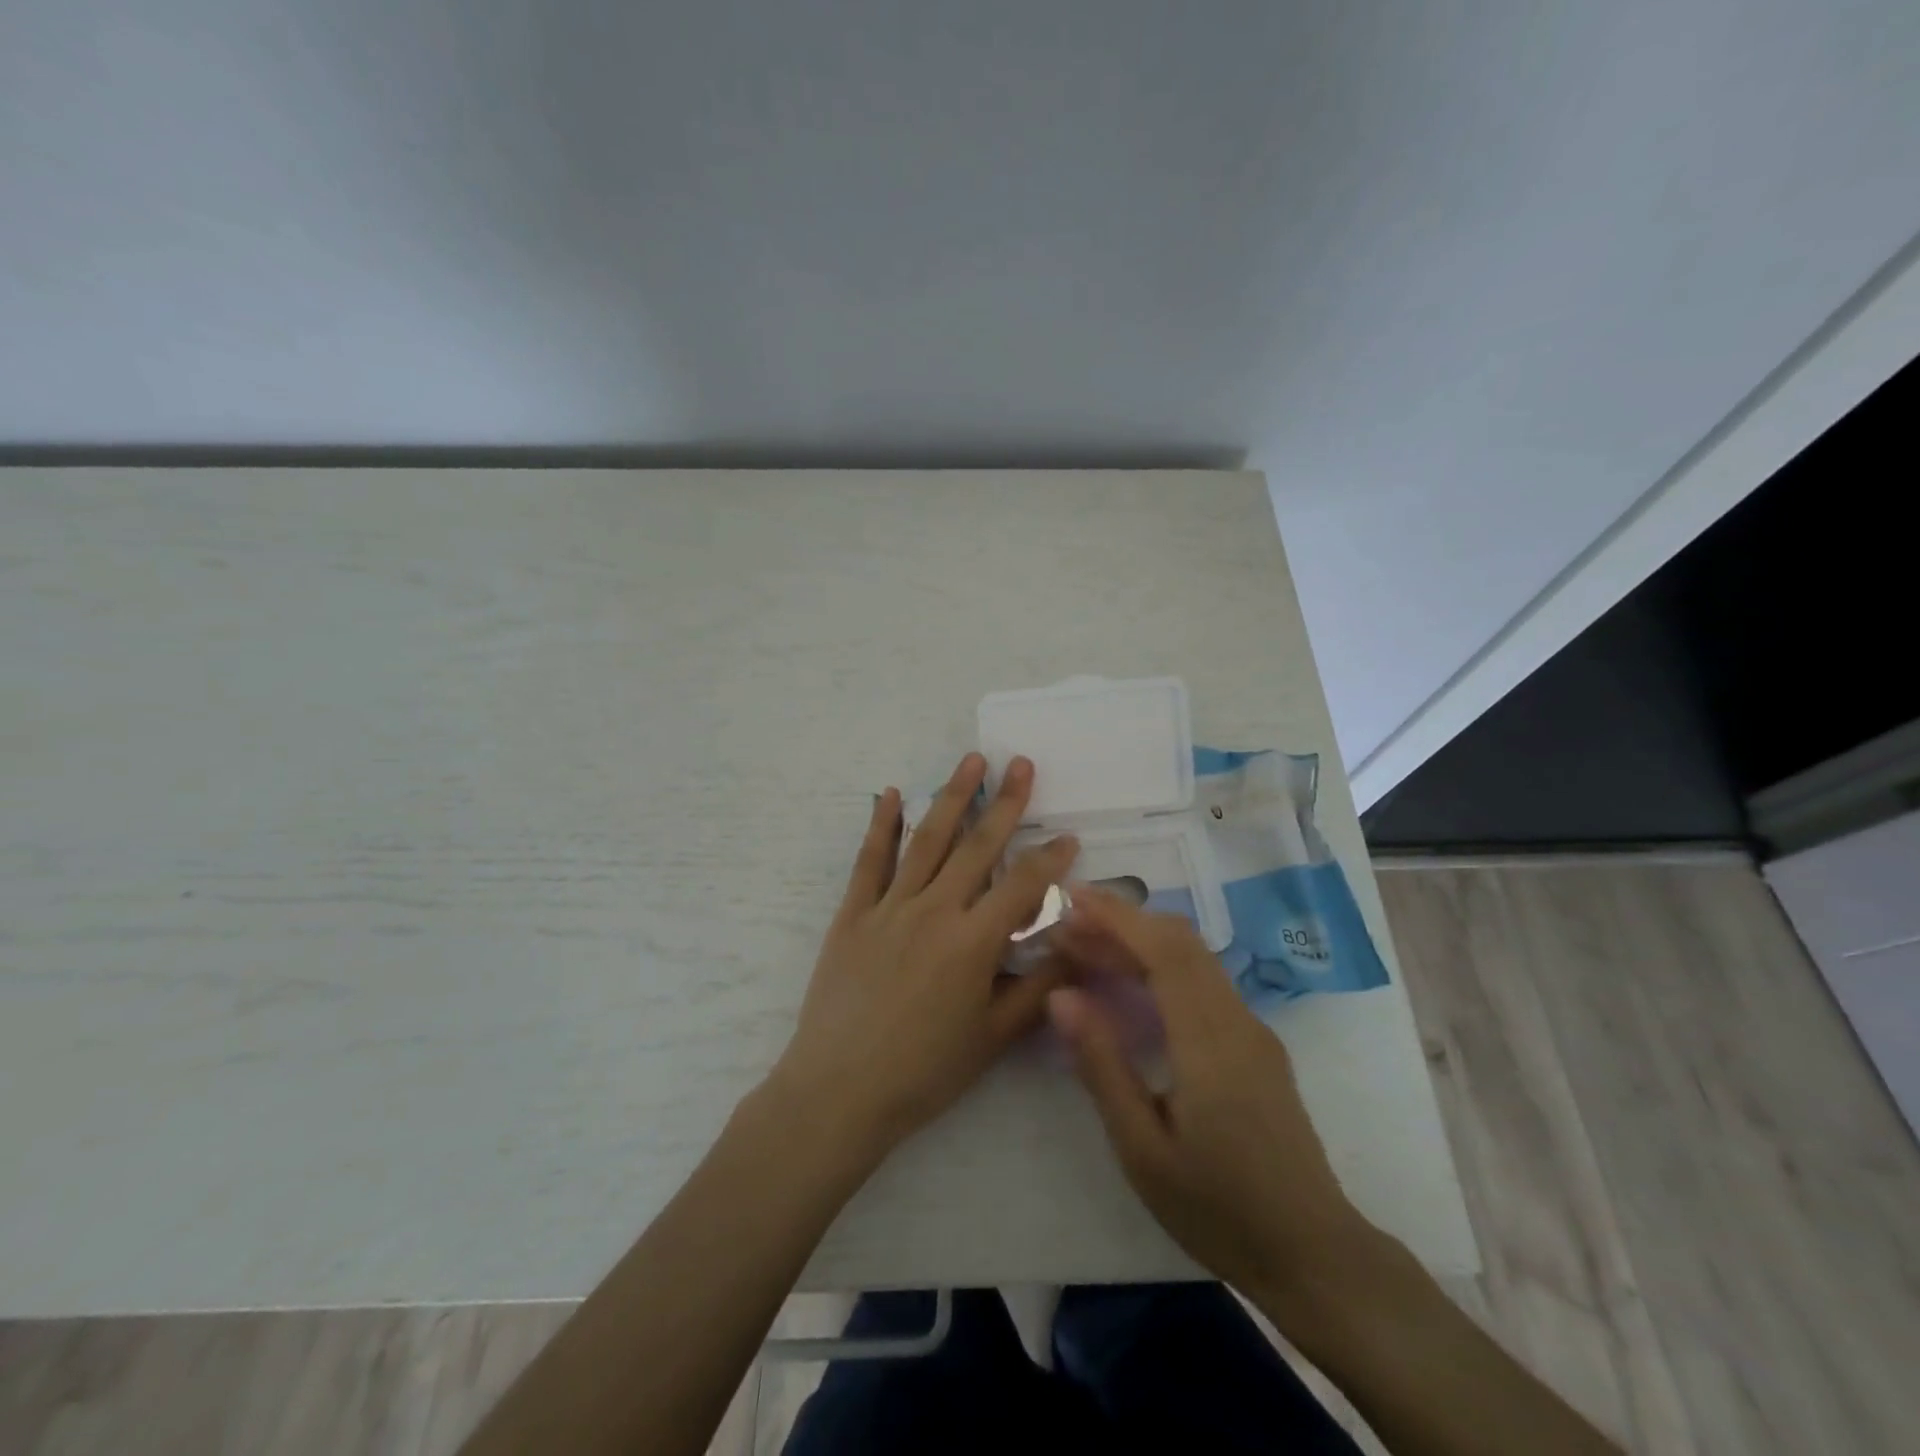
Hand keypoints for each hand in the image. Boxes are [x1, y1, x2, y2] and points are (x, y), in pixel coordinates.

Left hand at [769, 753, 1078, 1161]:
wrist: (839, 1090)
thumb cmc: (924, 1071)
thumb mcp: (993, 1037)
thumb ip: (1037, 988)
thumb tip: (1077, 949)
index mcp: (973, 942)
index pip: (1023, 885)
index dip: (1050, 858)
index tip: (1069, 835)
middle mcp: (934, 911)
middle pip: (977, 846)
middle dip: (1004, 802)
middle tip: (1021, 763)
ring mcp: (889, 907)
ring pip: (927, 841)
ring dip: (951, 797)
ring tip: (971, 760)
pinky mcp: (853, 914)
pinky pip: (870, 861)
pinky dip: (881, 825)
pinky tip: (891, 794)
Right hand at [1046, 889, 1370, 1313]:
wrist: (1313, 1254)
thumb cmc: (1219, 1208)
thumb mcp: (1142, 1148)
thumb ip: (1102, 1065)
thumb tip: (1061, 995)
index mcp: (1210, 1041)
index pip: (1164, 950)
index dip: (1117, 917)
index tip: (1072, 897)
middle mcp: (1236, 1020)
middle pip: (1181, 943)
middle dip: (1122, 923)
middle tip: (1067, 928)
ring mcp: (1251, 1030)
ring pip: (1193, 959)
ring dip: (1140, 943)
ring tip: (1086, 951)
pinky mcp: (1254, 1044)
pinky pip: (1203, 983)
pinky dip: (1160, 967)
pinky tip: (1128, 986)